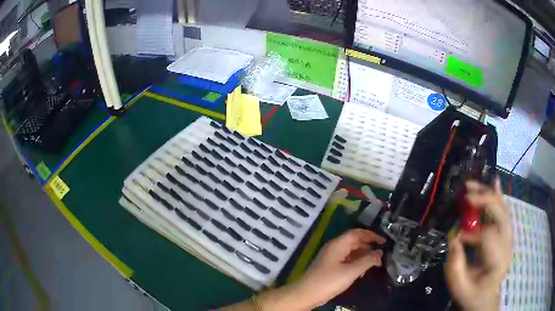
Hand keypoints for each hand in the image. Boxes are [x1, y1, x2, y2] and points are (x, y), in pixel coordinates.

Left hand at [294, 228, 385, 307]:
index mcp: (338, 244)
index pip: (357, 233)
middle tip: (381, 256)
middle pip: (354, 242)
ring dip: (363, 256)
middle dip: (369, 247)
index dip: (372, 235)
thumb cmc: (329, 281)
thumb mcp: (351, 271)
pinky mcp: (329, 267)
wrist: (306, 294)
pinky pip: (346, 260)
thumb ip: (367, 261)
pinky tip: (362, 272)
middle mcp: (334, 248)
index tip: (384, 242)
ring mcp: (331, 257)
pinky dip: (356, 263)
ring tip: (375, 265)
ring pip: (351, 252)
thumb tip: (380, 253)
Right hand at [445, 178, 511, 310]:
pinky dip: (498, 196)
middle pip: (501, 216)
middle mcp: (507, 245)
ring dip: (489, 195)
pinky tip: (495, 182)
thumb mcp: (459, 285)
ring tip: (472, 186)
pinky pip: (504, 211)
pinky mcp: (506, 234)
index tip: (457, 235)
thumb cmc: (471, 294)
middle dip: (485, 201)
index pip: (488, 237)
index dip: (472, 231)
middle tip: (467, 194)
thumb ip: (455, 262)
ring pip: (502, 210)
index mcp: (497, 261)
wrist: (485, 298)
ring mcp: (508, 238)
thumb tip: (454, 235)